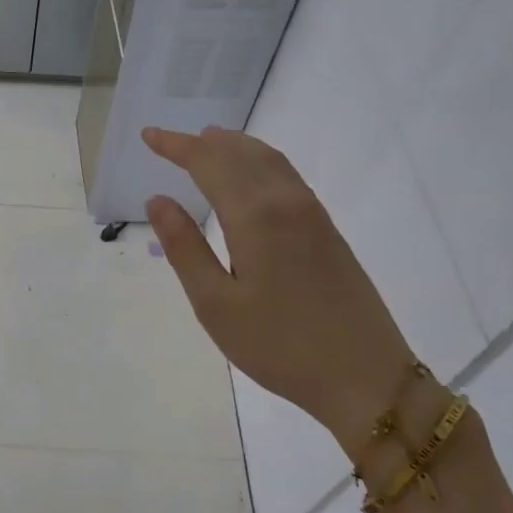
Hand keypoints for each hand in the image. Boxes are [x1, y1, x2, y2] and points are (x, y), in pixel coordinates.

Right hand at [141, 125, 416, 451]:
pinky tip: (251, 179)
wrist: (365, 377)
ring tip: (208, 144)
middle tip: (171, 140)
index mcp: (255, 217)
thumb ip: (184, 248)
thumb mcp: (215, 304)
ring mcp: (314, 216)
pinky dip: (260, 163)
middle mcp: (287, 203)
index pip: (209, 162)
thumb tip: (158, 200)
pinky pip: (288, 178)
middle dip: (203, 142)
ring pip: (270, 161)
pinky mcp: (329, 232)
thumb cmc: (279, 346)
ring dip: (235, 147)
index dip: (176, 145)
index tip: (148, 135)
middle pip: (242, 153)